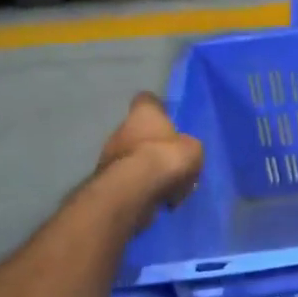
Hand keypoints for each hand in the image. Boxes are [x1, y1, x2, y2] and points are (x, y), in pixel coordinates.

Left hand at [96, 93, 202, 220]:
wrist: (133, 191)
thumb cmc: (166, 158)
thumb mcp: (193, 149)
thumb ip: (187, 146)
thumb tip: (182, 150)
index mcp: (143, 113)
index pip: (147, 100)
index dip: (158, 109)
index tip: (168, 119)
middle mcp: (121, 128)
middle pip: (137, 130)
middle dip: (151, 143)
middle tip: (170, 158)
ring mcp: (108, 154)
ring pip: (130, 156)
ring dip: (143, 166)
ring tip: (164, 182)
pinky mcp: (104, 180)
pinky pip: (126, 178)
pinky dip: (138, 185)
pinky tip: (154, 196)